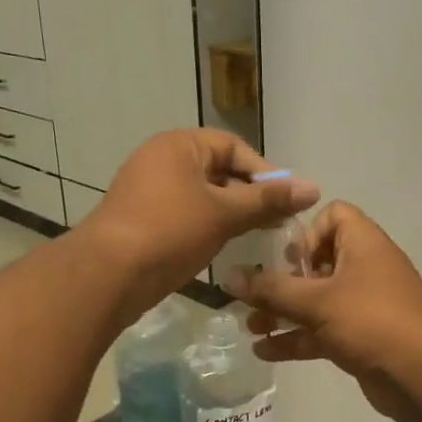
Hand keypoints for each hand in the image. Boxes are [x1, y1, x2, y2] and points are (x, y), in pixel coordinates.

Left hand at [78, 130, 318, 320]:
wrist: (107, 275)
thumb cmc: (169, 232)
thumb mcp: (224, 213)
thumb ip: (268, 201)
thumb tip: (313, 188)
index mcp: (178, 145)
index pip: (233, 147)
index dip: (264, 172)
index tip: (287, 201)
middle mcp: (161, 160)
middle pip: (218, 171)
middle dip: (250, 196)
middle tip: (277, 223)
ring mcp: (148, 191)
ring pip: (203, 197)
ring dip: (231, 215)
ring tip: (257, 237)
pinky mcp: (143, 220)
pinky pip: (185, 216)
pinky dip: (208, 228)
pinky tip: (225, 248)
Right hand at [226, 203, 421, 421]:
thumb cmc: (370, 321)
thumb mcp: (316, 301)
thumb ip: (270, 289)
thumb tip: (228, 277)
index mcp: (362, 243)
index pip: (334, 215)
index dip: (307, 232)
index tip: (289, 259)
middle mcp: (364, 267)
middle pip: (318, 261)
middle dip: (282, 279)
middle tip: (257, 295)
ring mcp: (364, 304)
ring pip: (316, 299)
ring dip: (284, 311)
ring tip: (249, 326)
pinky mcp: (361, 336)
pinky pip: (323, 329)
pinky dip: (297, 337)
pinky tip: (264, 351)